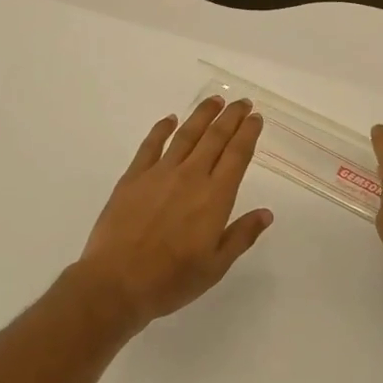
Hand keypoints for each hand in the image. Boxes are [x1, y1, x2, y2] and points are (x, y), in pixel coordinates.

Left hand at [68, 98, 272, 333]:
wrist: (116, 282)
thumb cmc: (171, 280)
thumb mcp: (215, 266)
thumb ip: (241, 236)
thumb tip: (266, 213)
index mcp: (215, 197)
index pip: (237, 155)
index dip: (248, 133)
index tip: (256, 118)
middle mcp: (191, 177)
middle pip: (215, 138)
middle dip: (231, 117)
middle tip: (242, 102)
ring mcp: (159, 173)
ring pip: (186, 134)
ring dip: (202, 115)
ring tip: (214, 100)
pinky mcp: (133, 177)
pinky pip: (151, 145)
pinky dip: (162, 129)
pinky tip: (169, 119)